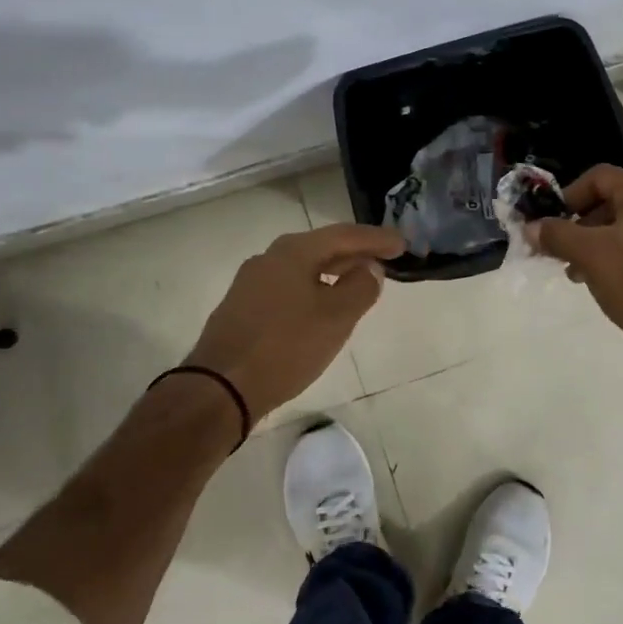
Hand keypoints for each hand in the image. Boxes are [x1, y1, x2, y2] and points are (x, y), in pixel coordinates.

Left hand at [186, 223, 405, 419]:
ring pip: (304, 268)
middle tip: (386, 259)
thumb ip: (360, 287)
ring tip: (360, 281)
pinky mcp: (243, 308)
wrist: (220, 388)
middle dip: (355, 252)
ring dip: (335, 271)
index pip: (344, 235)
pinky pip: (289, 287)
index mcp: (293, 252)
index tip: (402, 243)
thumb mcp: (336, 317)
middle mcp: (269, 258)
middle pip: (322, 247)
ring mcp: (252, 283)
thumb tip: (370, 269)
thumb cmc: (285, 346)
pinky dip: (315, 288)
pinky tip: (324, 305)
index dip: (376, 239)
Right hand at [526, 165, 622, 362]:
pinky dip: (616, 257)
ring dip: (594, 244)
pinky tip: (602, 282)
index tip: (552, 222)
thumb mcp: (588, 254)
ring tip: (576, 272)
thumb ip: (556, 235)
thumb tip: (532, 228)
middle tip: (559, 250)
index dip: (570, 195)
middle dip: (579, 224)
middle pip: (611, 202)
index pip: (599, 177)